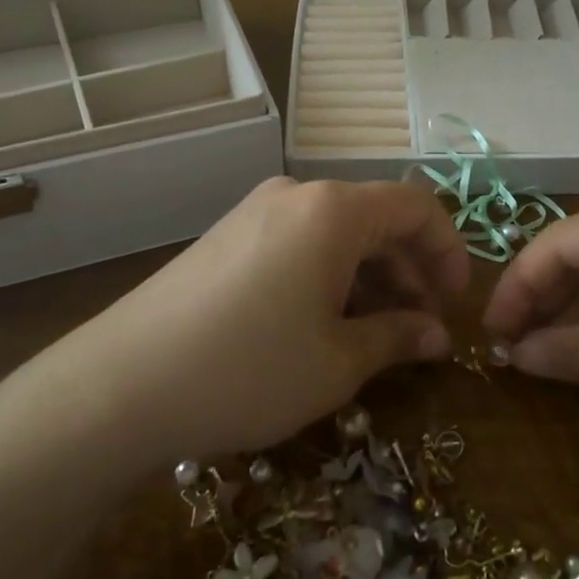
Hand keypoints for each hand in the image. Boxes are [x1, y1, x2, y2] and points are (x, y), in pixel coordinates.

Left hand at [55, 178, 469, 468]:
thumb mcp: (338, 362)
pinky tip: (325, 323)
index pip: (416, 206)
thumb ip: (399, 337)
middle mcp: (296, 194)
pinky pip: (300, 242)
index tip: (456, 302)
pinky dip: (329, 275)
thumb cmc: (249, 369)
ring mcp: (256, 211)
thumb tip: (438, 335)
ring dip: (369, 276)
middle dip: (409, 270)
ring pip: (337, 232)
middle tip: (422, 330)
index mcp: (333, 210)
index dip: (448, 251)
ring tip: (378, 334)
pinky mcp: (229, 236)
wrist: (122, 384)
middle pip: (376, 217)